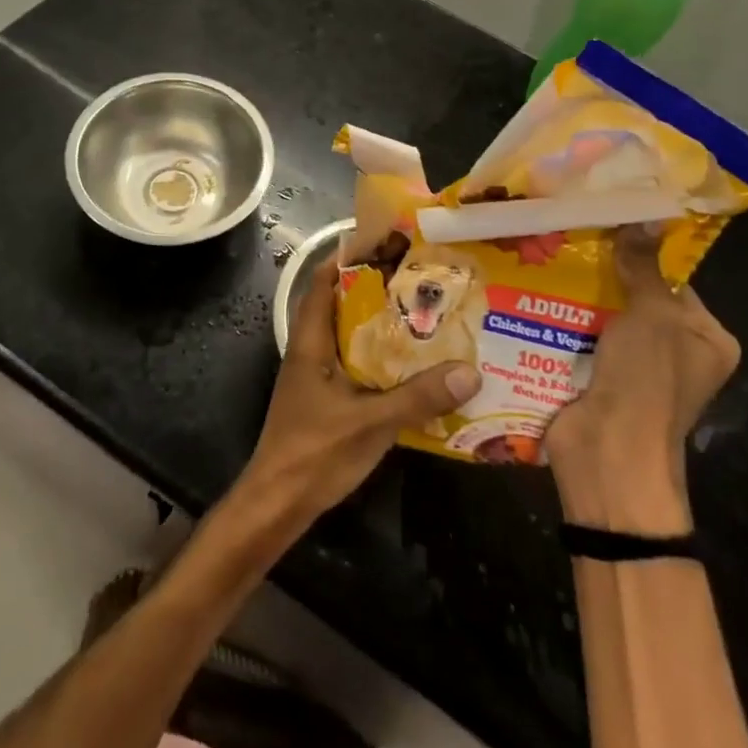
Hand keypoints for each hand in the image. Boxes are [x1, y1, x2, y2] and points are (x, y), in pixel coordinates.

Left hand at [237, 258, 480, 530]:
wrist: (277, 504)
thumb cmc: (314, 453)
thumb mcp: (370, 423)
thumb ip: (417, 397)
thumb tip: (470, 371)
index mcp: (311, 341)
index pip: (323, 282)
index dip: (349, 258)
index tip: (387, 243)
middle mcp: (311, 350)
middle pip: (340, 304)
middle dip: (375, 289)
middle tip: (419, 279)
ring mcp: (316, 377)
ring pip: (349, 336)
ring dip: (379, 324)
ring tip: (423, 315)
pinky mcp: (324, 400)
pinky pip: (354, 364)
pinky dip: (378, 357)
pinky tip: (410, 367)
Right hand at [545, 227, 740, 534]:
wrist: (608, 454)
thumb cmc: (646, 381)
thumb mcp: (652, 315)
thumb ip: (643, 266)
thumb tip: (645, 215)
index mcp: (705, 339)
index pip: (674, 282)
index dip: (642, 252)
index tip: (606, 221)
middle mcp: (673, 353)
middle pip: (634, 296)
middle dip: (602, 270)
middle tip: (567, 234)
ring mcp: (632, 368)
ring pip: (601, 314)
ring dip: (574, 292)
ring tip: (542, 252)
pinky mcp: (595, 377)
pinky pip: (578, 336)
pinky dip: (559, 317)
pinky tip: (530, 288)